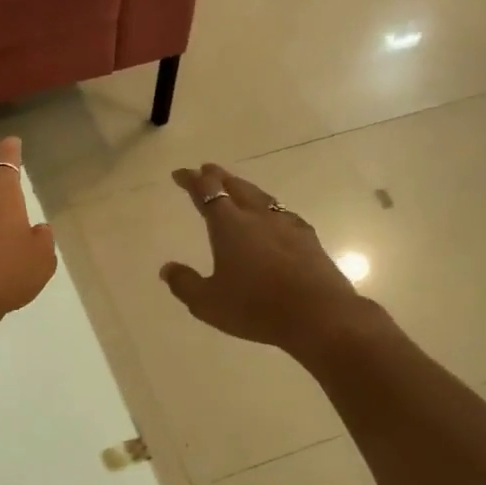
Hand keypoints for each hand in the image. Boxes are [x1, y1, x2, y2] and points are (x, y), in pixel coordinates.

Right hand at [160, 164, 366, 359]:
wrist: (318, 314)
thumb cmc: (255, 307)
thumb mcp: (207, 303)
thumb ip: (185, 283)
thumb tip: (167, 268)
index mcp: (229, 225)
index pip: (207, 192)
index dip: (192, 180)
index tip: (181, 174)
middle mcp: (257, 217)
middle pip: (236, 186)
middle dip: (218, 176)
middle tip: (207, 170)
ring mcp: (286, 225)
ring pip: (261, 196)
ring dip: (245, 188)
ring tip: (237, 187)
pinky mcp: (308, 239)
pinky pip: (283, 213)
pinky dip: (270, 208)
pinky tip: (274, 216)